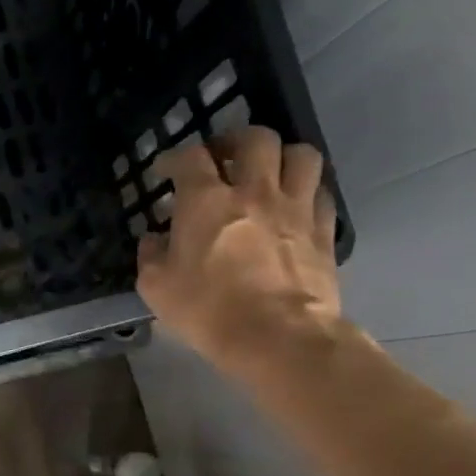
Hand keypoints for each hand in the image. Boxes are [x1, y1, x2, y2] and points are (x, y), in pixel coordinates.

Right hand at [136, 126, 341, 382]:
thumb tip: (153, 240)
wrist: (278, 337)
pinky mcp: (324, 231)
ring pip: (301, 154)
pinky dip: (307, 191)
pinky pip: (321, 193)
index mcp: (206, 200)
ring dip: (282, 157)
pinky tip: (295, 206)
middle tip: (224, 157)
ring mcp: (295, 207)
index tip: (166, 170)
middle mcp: (254, 191)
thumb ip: (151, 256)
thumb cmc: (208, 310)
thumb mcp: (157, 288)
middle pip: (255, 138)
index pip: (189, 157)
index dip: (175, 158)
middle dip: (237, 141)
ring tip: (269, 173)